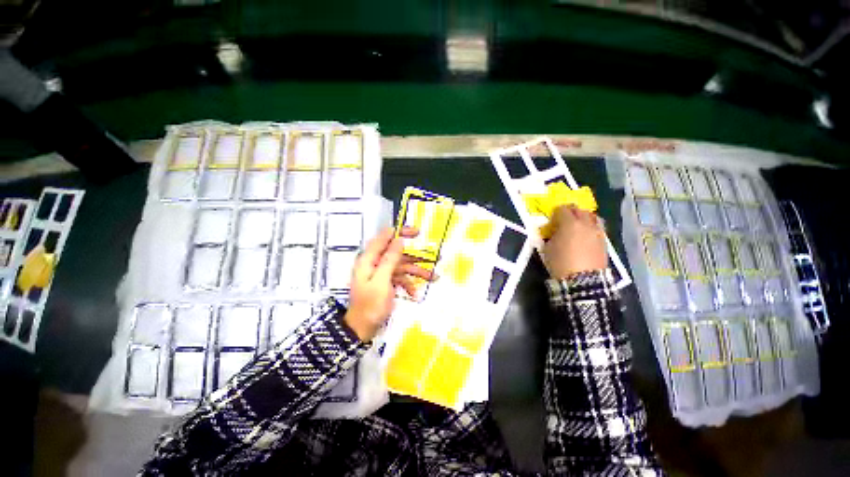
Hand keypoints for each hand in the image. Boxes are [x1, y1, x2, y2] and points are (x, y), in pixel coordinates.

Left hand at [345, 227, 434, 340]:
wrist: (362, 329)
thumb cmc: (370, 305)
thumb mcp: (381, 281)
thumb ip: (389, 259)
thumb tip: (399, 240)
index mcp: (369, 259)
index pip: (384, 238)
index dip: (400, 232)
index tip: (416, 232)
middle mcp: (375, 263)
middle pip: (397, 252)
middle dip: (415, 255)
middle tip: (433, 253)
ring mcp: (381, 273)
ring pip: (402, 266)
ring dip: (417, 271)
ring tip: (434, 276)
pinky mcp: (386, 282)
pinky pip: (400, 278)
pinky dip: (408, 284)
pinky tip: (414, 293)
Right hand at [542, 205, 606, 278]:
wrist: (582, 280)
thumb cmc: (560, 262)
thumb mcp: (547, 248)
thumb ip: (551, 235)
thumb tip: (554, 232)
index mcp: (569, 223)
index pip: (562, 209)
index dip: (555, 213)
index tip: (552, 220)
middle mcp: (586, 224)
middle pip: (579, 210)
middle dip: (570, 212)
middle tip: (563, 220)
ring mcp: (597, 232)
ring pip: (592, 217)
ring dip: (583, 218)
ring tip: (577, 226)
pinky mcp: (604, 242)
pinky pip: (597, 228)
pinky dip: (590, 228)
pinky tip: (585, 236)